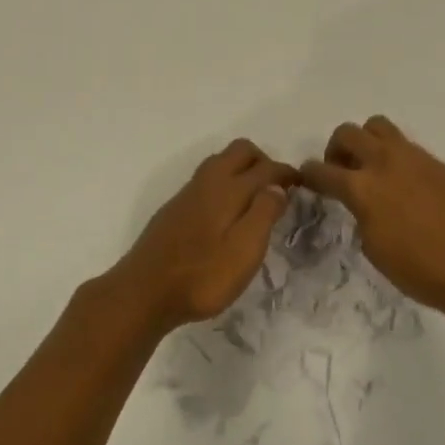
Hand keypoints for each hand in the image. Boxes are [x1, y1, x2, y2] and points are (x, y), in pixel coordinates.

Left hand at [110, 139, 297, 330]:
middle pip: (240, 151)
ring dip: (242, 170)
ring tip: (255, 200)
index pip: (265, 168)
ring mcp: (187, 194)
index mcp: (228, 189)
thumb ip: (263, 214)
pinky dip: (225, 183)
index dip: (286, 173)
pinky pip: (206, 180)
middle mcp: (207, 182)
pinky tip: (226, 214)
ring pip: (220, 163)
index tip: (302, 185)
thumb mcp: (244, 252)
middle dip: (263, 161)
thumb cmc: (201, 276)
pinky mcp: (174, 210)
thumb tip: (277, 187)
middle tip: (277, 189)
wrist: (142, 293)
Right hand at [302, 116, 444, 310]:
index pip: (322, 170)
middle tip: (340, 170)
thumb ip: (361, 214)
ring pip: (377, 126)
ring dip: (366, 141)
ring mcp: (412, 157)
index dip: (309, 174)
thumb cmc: (418, 269)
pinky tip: (403, 183)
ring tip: (371, 166)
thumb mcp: (373, 246)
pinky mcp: (436, 162)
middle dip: (336, 149)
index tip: (307, 179)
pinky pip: (406, 146)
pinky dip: (395, 156)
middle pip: (348, 133)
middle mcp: (383, 162)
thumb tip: (362, 203)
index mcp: (361, 187)